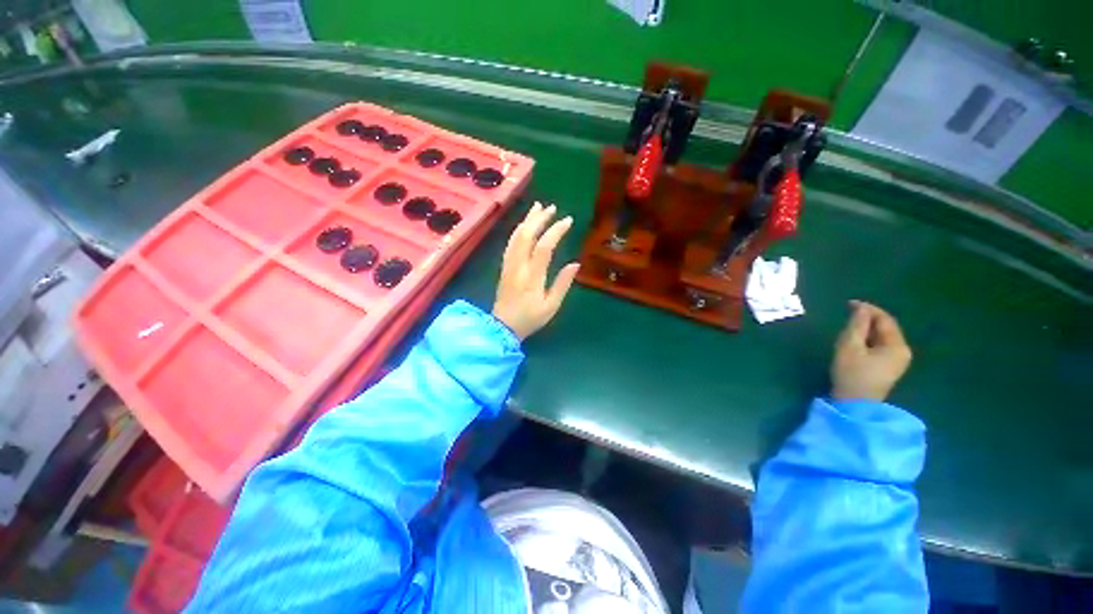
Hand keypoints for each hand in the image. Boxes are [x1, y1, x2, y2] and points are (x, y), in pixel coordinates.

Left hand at [492, 202, 580, 339]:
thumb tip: (575, 264)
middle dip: (539, 219)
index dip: (556, 231)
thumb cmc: (530, 318)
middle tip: (552, 208)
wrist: (503, 326)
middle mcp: (518, 266)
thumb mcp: (551, 306)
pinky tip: (524, 224)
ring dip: (527, 220)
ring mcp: (509, 265)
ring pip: (516, 236)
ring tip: (538, 207)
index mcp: (532, 276)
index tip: (568, 221)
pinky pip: (510, 243)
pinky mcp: (504, 266)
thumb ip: (562, 284)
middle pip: (526, 235)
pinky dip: (518, 230)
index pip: (544, 247)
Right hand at [830, 300, 912, 401]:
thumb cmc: (852, 373)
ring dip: (867, 329)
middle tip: (848, 313)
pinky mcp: (889, 367)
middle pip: (886, 328)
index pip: (885, 320)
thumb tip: (861, 308)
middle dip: (868, 318)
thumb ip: (857, 325)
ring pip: (883, 337)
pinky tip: (856, 340)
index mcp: (897, 345)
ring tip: (849, 326)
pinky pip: (881, 346)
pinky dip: (869, 339)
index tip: (849, 303)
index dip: (868, 309)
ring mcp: (897, 361)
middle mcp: (903, 351)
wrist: (855, 404)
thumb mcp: (849, 346)